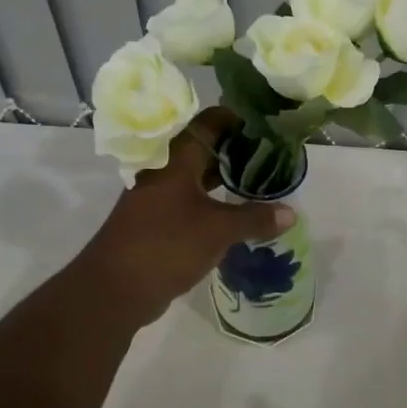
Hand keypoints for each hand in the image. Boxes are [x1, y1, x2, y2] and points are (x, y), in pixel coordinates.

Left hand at [76, 107, 294, 326]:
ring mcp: (157, 195)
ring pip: (196, 175)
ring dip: (224, 176)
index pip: (209, 122)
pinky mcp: (156, 219)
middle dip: (236, 149)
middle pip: (204, 147)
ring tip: (260, 180)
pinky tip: (235, 211)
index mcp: (176, 158)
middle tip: (272, 155)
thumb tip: (292, 213)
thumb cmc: (167, 245)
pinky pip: (190, 199)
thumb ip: (255, 218)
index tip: (267, 124)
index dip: (238, 119)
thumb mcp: (218, 230)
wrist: (115, 288)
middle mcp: (164, 169)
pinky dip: (212, 199)